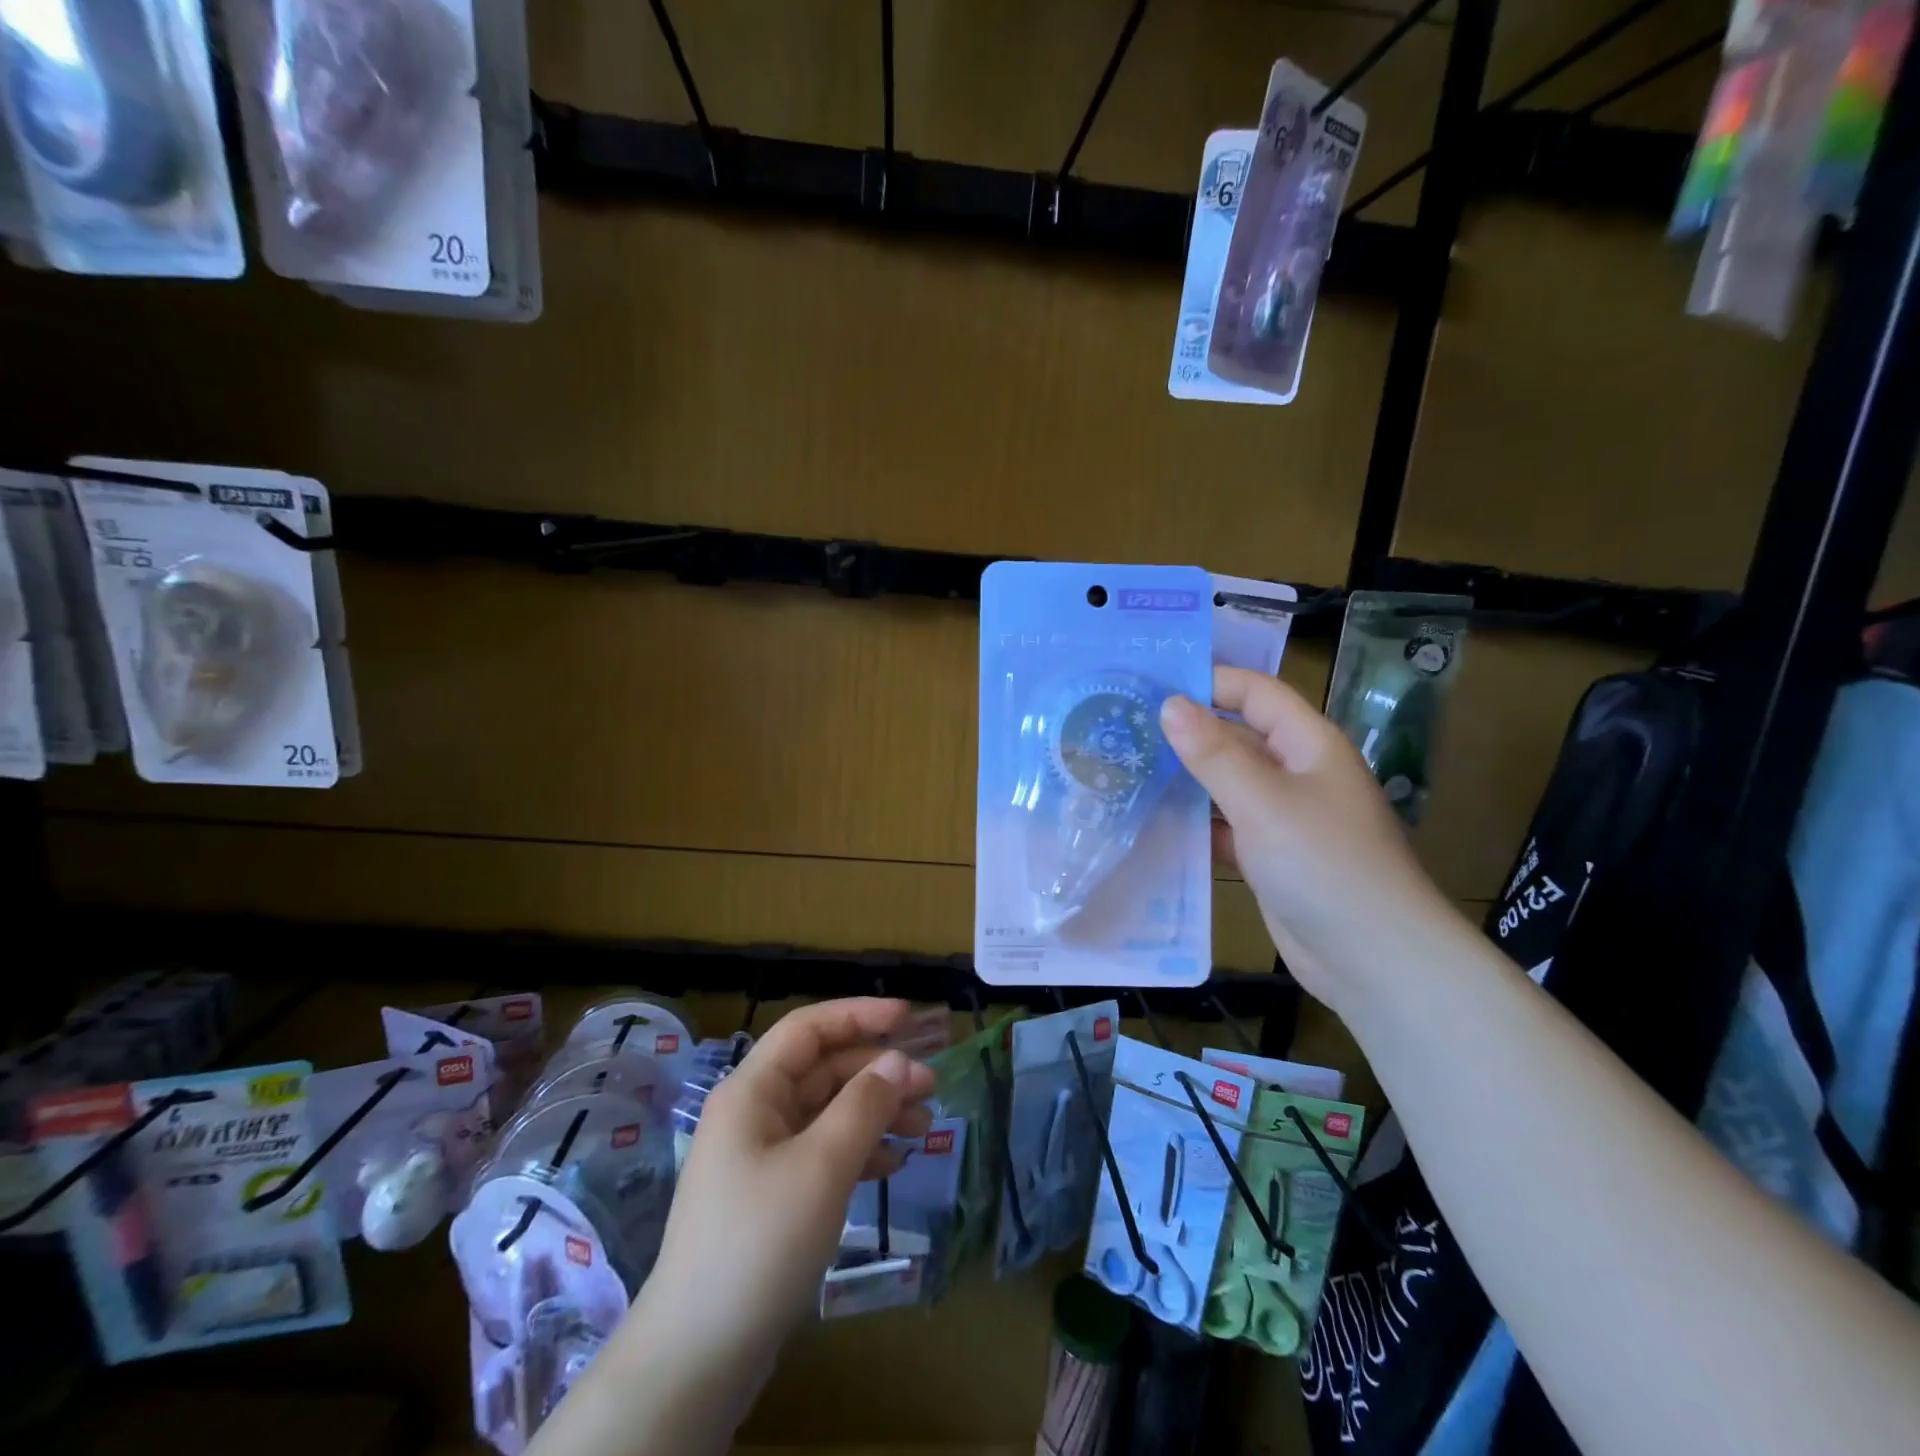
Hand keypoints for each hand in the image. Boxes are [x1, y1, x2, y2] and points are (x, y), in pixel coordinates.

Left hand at [638, 998, 935, 1368]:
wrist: (700, 1355)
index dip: (858, 1014)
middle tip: (931, 1086)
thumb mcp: (822, 1166)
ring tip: (923, 1126)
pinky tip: (892, 1164)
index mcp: (752, 1090)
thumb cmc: (760, 1242)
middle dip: (877, 1071)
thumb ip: (864, 1105)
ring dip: (875, 1112)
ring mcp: (761, 1155)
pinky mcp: (772, 1194)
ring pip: (827, 1111)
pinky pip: (822, 1151)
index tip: (909, 1018)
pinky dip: (859, 1149)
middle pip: (823, 1070)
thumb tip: (899, 1061)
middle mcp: (754, 1112)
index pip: (808, 1028)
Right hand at [1160, 666, 1465, 1017]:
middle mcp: (1296, 772)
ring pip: (1225, 784)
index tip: (1150, 687)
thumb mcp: (1263, 801)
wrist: (1373, 958)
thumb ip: (1214, 753)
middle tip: (1123, 730)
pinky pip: (1224, 826)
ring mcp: (1282, 817)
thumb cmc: (1324, 864)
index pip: (1255, 693)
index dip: (1209, 683)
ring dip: (1184, 780)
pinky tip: (1152, 824)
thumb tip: (1169, 704)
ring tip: (1125, 772)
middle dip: (1185, 733)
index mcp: (1307, 744)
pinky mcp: (1268, 856)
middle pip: (1236, 737)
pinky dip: (1194, 824)